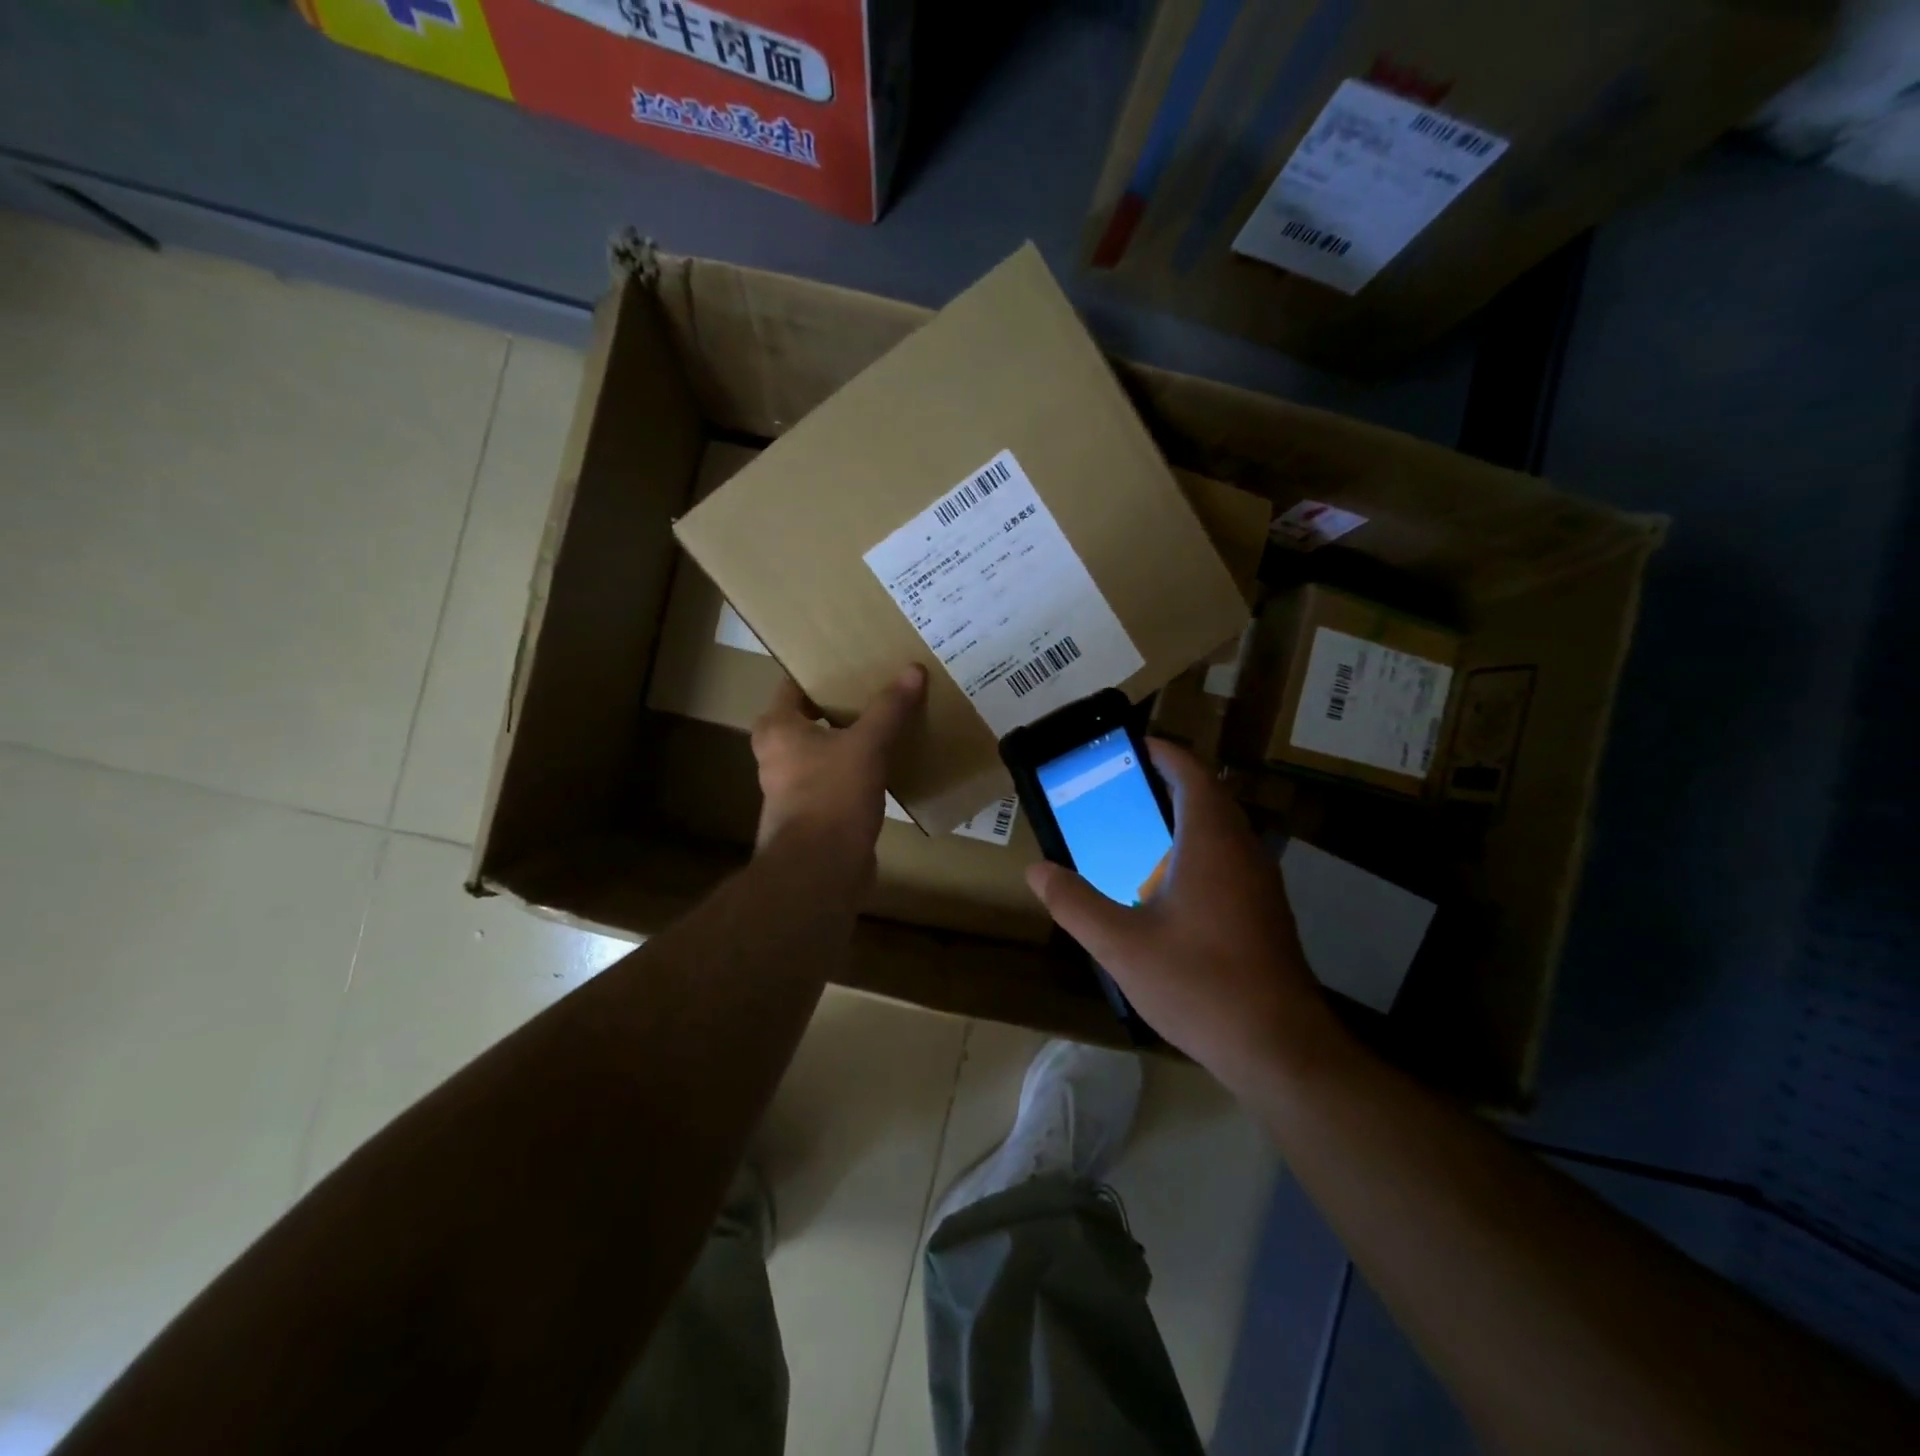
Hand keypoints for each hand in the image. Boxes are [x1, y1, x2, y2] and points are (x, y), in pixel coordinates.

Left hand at [750, 665, 926, 868]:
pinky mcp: (817, 811)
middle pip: (813, 716)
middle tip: (880, 684)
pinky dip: (861, 767)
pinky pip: (840, 777)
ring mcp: (795, 786)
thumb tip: (913, 670)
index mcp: (778, 728)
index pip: (795, 684)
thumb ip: (889, 708)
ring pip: (828, 749)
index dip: (823, 670)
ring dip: (854, 737)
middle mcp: (778, 754)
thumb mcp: (866, 745)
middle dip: (844, 703)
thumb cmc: (831, 796)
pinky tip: (892, 759)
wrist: (821, 870)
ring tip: (891, 718)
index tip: (854, 658)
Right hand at [1024, 740, 1338, 1086]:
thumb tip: (1036, 870)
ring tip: (1140, 830)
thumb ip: (1075, 903)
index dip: (1163, 752)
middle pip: (1209, 795)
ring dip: (1186, 816)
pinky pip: (1230, 857)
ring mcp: (1260, 881)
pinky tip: (1170, 886)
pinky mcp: (1266, 910)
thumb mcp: (1121, 945)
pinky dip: (1199, 848)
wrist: (1279, 1047)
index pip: (1191, 773)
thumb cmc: (1199, 984)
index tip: (1130, 746)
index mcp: (1210, 841)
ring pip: (1223, 828)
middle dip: (1169, 782)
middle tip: (1123, 788)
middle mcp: (1242, 850)